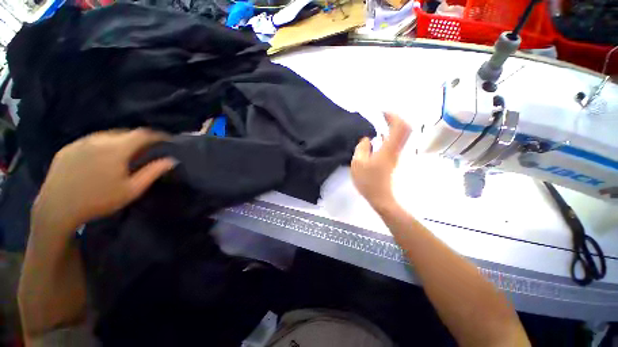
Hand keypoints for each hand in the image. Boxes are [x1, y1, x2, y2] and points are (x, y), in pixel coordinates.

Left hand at [32, 129, 175, 233]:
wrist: (57, 209)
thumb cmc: (99, 200)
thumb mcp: (132, 189)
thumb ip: (153, 172)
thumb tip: (171, 160)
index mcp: (116, 148)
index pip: (143, 134)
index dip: (157, 135)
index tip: (167, 139)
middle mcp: (98, 139)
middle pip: (125, 133)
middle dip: (139, 139)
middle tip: (146, 150)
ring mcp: (80, 142)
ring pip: (107, 135)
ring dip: (121, 141)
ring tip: (124, 154)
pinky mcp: (68, 148)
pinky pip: (91, 141)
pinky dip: (103, 145)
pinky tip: (102, 158)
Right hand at [351, 113, 410, 209]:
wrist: (381, 198)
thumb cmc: (369, 181)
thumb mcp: (358, 163)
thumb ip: (362, 147)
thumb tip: (367, 139)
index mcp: (389, 149)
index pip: (400, 126)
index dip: (393, 116)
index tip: (381, 112)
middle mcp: (396, 150)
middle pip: (404, 129)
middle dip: (394, 119)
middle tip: (381, 117)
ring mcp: (396, 155)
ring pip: (400, 136)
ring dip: (392, 128)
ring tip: (378, 126)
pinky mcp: (393, 160)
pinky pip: (394, 143)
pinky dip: (388, 136)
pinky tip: (377, 139)